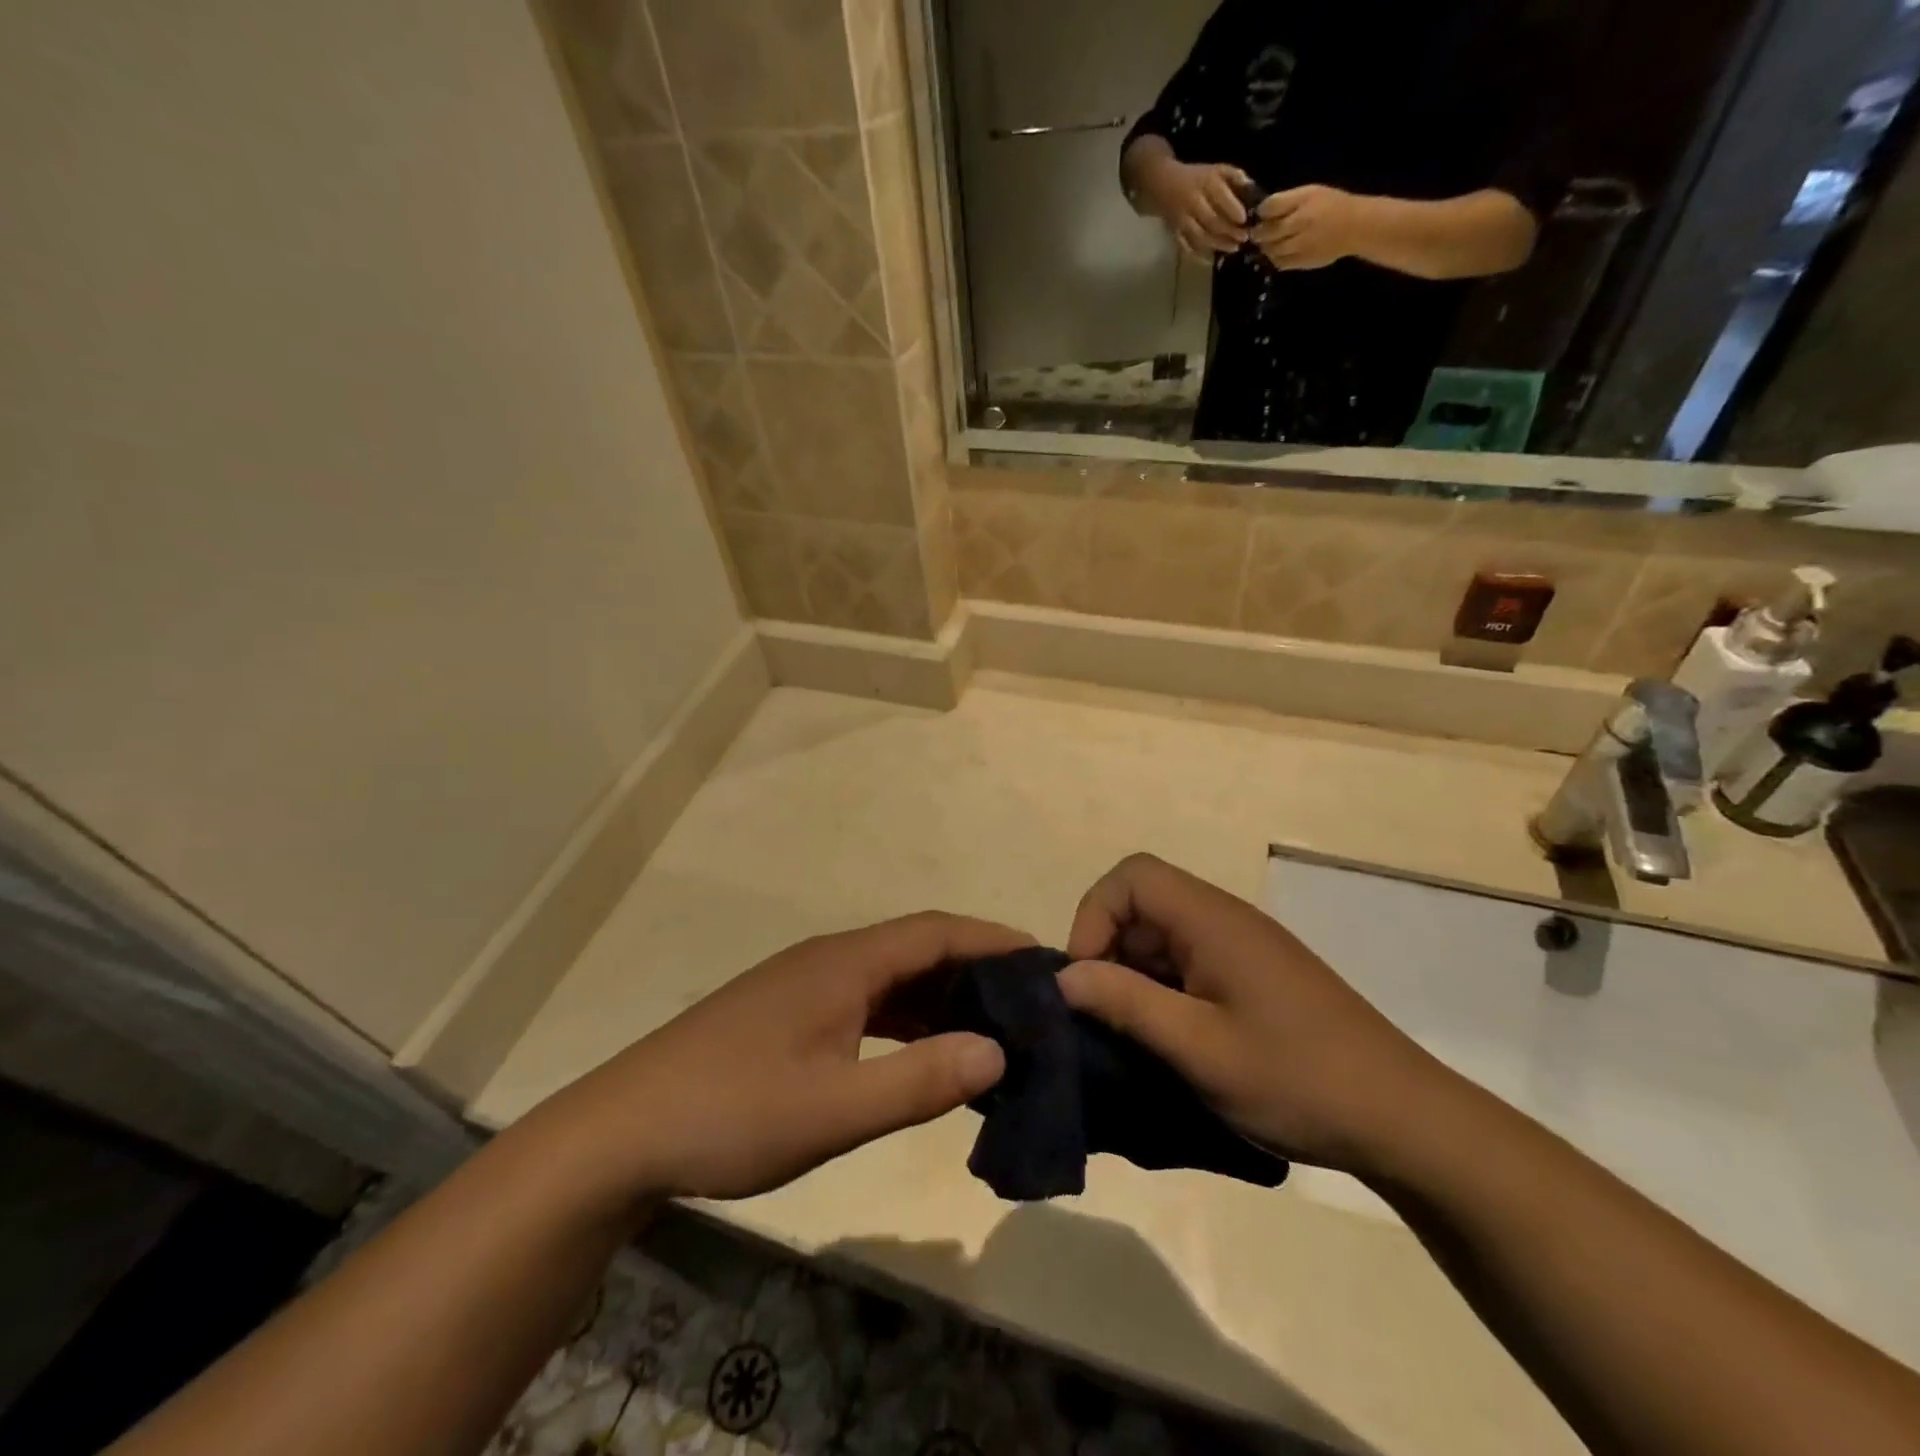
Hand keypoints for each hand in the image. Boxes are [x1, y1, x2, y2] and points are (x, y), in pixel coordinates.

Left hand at [543, 914, 1028, 1202]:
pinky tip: (921, 1053)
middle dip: (975, 969)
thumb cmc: (731, 1113)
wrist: (622, 1132)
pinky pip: (865, 1002)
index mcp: (844, 963)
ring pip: (891, 977)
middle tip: (1029, 1006)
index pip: (936, 932)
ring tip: (989, 1030)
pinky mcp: (789, 1013)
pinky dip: (905, 1019)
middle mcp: (829, 959)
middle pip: (917, 948)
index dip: (993, 939)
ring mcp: (805, 985)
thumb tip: (999, 1050)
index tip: (1045, 960)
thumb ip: (919, 1080)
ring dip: (940, 997)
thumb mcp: (834, 1108)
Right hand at [1059, 854, 1442, 1175]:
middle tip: (1104, 1014)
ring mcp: (1243, 948)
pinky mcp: (1255, 977)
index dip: (1095, 916)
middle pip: (1143, 903)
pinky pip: (1189, 963)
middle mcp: (1226, 920)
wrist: (1404, 1120)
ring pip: (1163, 936)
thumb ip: (1126, 1003)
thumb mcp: (1198, 1048)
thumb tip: (1064, 977)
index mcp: (1212, 920)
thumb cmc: (1296, 1079)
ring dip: (1136, 975)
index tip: (1088, 978)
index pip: (1132, 876)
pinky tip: (1171, 1040)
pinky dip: (1164, 991)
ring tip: (1134, 1034)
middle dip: (1109, 951)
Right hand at [1143, 158, 1254, 257]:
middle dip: (1229, 231)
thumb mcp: (1217, 169)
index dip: (1233, 210)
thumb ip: (1235, 178)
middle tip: (1243, 238)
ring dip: (1218, 244)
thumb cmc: (1197, 177)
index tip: (1244, 220)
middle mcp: (1194, 202)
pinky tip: (1211, 259)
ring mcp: (1183, 220)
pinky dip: (1198, 255)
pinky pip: (1186, 246)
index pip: (1221, 198)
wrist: (1164, 184)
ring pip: (1201, 236)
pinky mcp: (1175, 232)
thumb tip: (1253, 191)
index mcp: (1206, 183)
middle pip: (1212, 221)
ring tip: (1233, 249)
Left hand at [1251, 184, 1368, 270]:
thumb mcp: (1311, 193)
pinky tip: (1279, 252)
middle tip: (1257, 233)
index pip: (1270, 206)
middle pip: (1266, 231)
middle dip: (1258, 233)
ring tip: (1268, 243)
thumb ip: (1287, 201)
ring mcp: (1300, 244)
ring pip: (1270, 249)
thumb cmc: (1332, 205)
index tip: (1261, 214)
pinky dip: (1275, 258)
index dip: (1261, 211)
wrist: (1355, 227)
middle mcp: (1300, 222)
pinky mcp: (1301, 261)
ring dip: (1265, 247)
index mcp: (1303, 200)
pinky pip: (1279, 263)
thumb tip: (1262, 211)